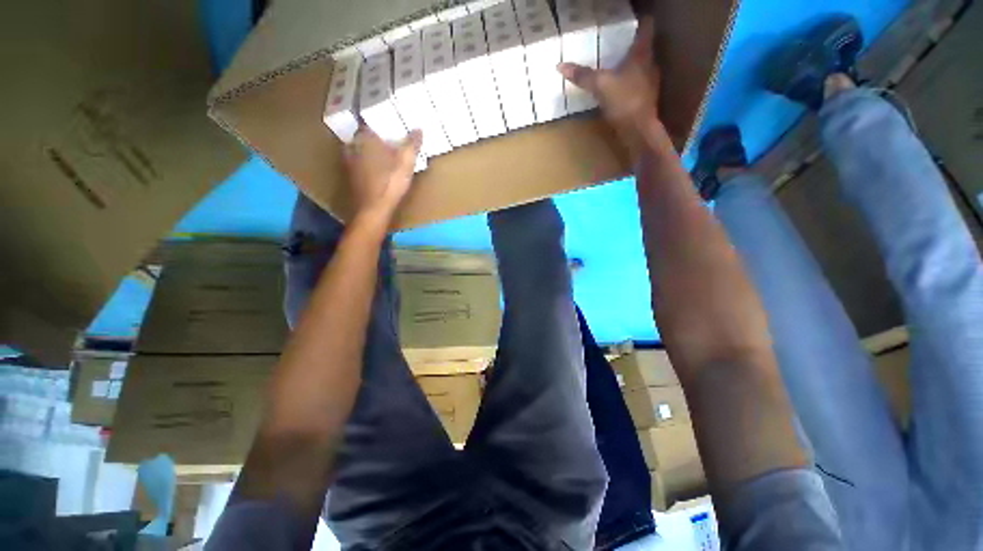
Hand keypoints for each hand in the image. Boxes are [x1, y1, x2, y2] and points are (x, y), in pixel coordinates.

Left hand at [345, 126, 422, 227]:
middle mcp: (353, 145)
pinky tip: (376, 169)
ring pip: (359, 149)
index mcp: (366, 138)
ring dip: (369, 150)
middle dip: (374, 136)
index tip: (389, 124)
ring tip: (383, 153)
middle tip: (388, 139)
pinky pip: (359, 162)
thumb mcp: (407, 162)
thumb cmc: (390, 182)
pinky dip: (366, 163)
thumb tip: (419, 129)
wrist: (374, 208)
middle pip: (364, 135)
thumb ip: (412, 144)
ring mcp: (349, 161)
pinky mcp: (351, 176)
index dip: (380, 122)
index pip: (370, 121)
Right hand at [559, 17, 661, 160]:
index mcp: (642, 55)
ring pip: (641, 67)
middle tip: (618, 41)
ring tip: (616, 64)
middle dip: (632, 43)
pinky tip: (618, 89)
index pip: (646, 28)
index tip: (631, 19)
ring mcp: (649, 84)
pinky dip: (628, 83)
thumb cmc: (624, 102)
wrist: (639, 132)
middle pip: (644, 48)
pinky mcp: (644, 101)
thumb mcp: (600, 86)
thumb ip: (583, 75)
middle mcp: (649, 66)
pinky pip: (636, 85)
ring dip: (631, 65)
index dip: (639, 21)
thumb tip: (560, 66)